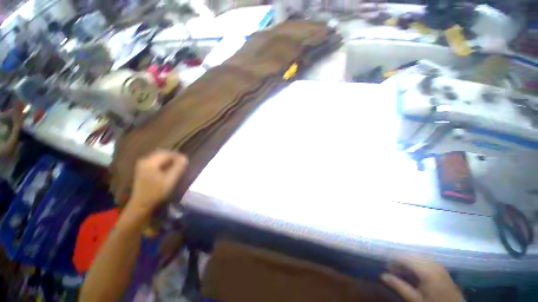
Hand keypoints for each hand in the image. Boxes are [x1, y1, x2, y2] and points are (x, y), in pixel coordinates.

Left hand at [128, 150, 187, 215]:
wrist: (141, 205)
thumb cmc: (157, 192)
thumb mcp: (170, 180)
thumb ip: (178, 167)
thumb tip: (184, 157)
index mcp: (150, 162)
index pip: (167, 154)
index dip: (178, 156)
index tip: (185, 161)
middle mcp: (145, 160)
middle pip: (162, 154)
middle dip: (173, 157)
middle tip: (182, 163)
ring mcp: (142, 165)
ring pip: (159, 158)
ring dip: (168, 160)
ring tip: (176, 166)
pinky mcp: (142, 170)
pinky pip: (155, 162)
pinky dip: (163, 163)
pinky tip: (168, 170)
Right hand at [381, 256, 462, 301]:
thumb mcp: (414, 299)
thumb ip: (398, 286)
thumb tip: (382, 275)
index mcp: (427, 270)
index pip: (405, 258)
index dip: (393, 261)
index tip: (386, 268)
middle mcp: (433, 264)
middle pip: (412, 255)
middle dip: (401, 260)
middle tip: (393, 270)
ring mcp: (440, 266)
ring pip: (419, 257)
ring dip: (409, 261)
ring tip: (402, 271)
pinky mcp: (443, 270)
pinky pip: (427, 261)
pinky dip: (417, 263)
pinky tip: (415, 272)